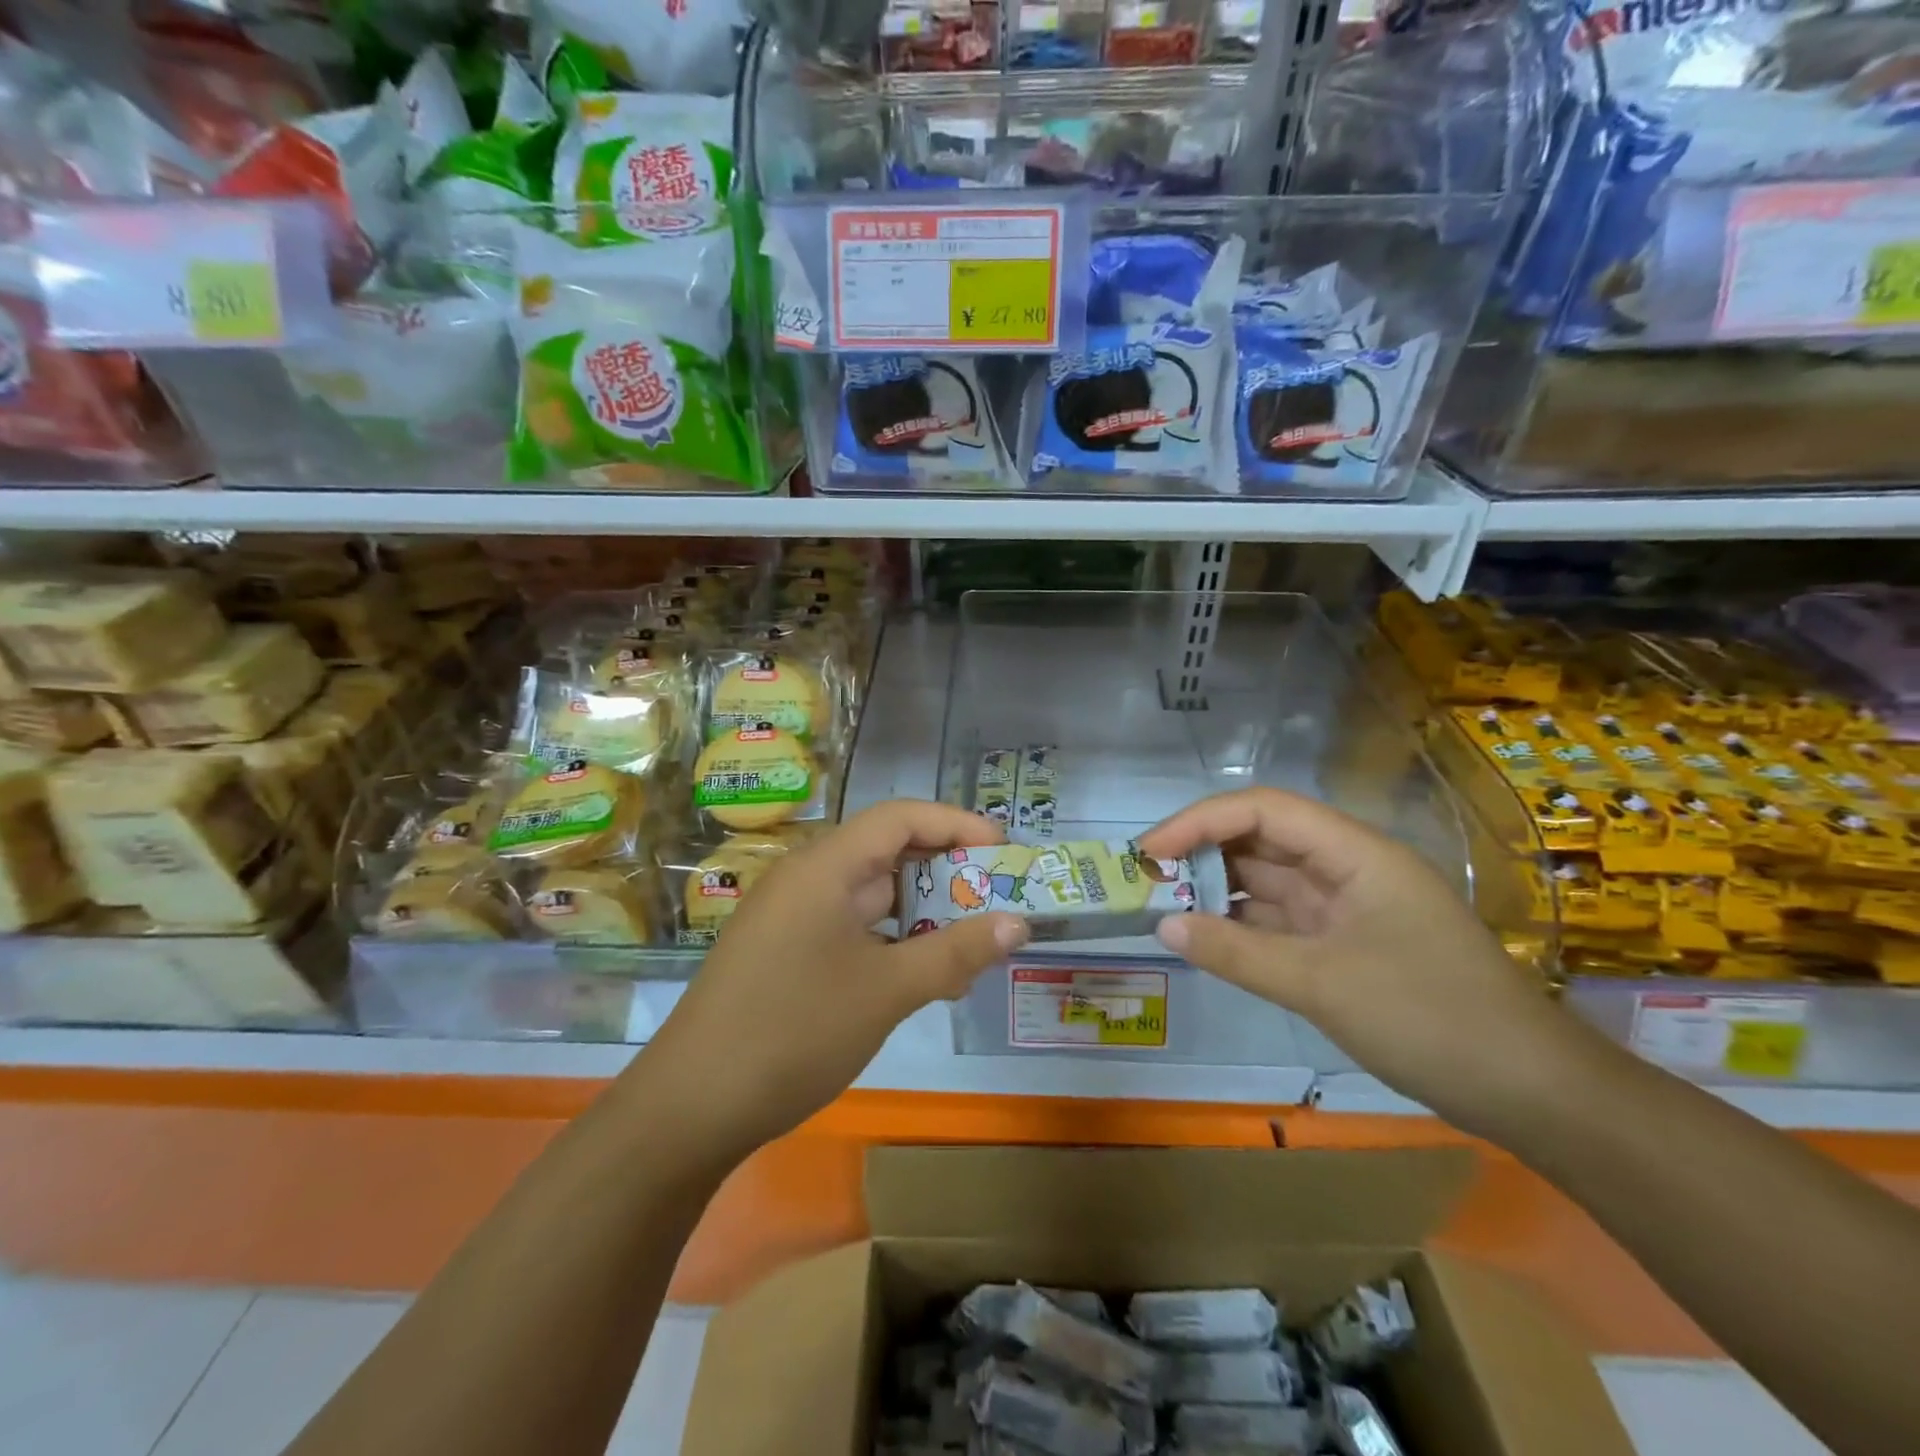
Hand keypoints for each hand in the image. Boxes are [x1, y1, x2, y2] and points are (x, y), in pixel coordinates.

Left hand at [642, 800, 1027, 1159]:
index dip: (955, 824)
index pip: (900, 818)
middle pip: (887, 852)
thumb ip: (955, 952)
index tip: (1003, 849)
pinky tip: (924, 975)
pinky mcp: (787, 952)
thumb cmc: (795, 1031)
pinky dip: (892, 941)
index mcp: (825, 866)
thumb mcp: (887, 991)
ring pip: (872, 896)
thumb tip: (1018, 924)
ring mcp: (793, 917)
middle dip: (946, 872)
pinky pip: (852, 928)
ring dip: (922, 913)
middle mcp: (807, 878)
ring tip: (972, 941)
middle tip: (998, 897)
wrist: (691, 1107)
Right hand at [1138, 788, 1582, 1135]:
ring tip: (1161, 905)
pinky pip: (1280, 921)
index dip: (1199, 821)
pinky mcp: (1346, 945)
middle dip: (1201, 853)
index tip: (1149, 851)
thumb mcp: (1321, 984)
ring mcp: (1347, 908)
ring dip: (1217, 891)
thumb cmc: (1430, 1018)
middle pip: (1261, 840)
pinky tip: (1204, 937)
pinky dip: (1241, 926)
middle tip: (1145, 879)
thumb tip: (1163, 924)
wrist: (1532, 1092)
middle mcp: (1348, 868)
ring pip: (1267, 882)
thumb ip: (1236, 952)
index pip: (1263, 810)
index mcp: (1354, 853)